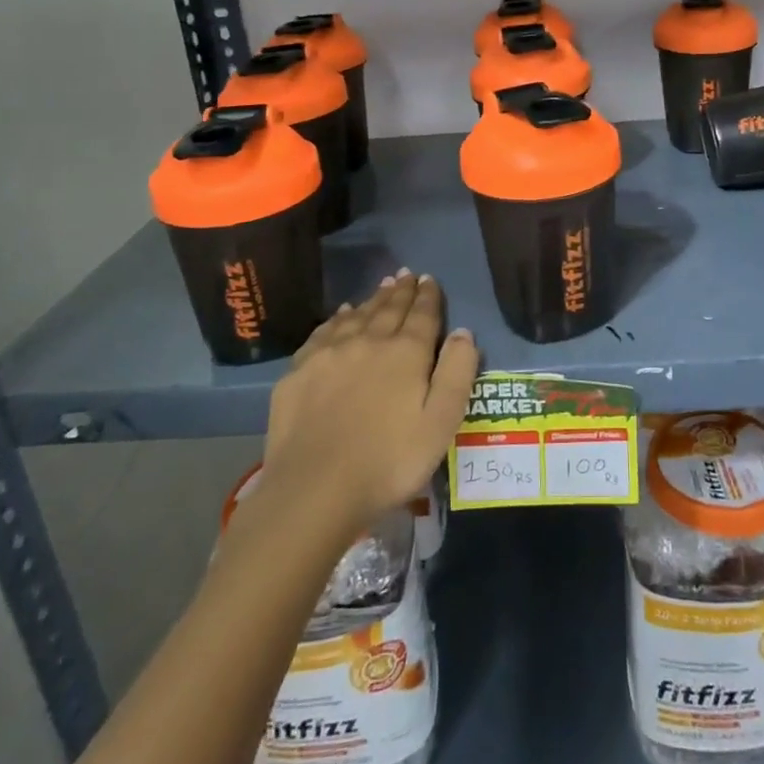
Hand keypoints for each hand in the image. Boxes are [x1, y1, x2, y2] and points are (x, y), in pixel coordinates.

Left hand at [261, 271, 478, 540]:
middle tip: (407, 274)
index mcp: (406, 353)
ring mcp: (330, 353)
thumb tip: (463, 331)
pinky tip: (341, 315)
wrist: (314, 489)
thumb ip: (457, 373)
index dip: (428, 296)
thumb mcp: (441, 423)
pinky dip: (338, 318)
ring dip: (373, 299)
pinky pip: (324, 331)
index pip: (422, 314)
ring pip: (357, 315)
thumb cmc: (388, 462)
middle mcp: (369, 341)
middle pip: (389, 308)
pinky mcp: (300, 370)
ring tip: (382, 286)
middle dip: (401, 290)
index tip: (429, 279)